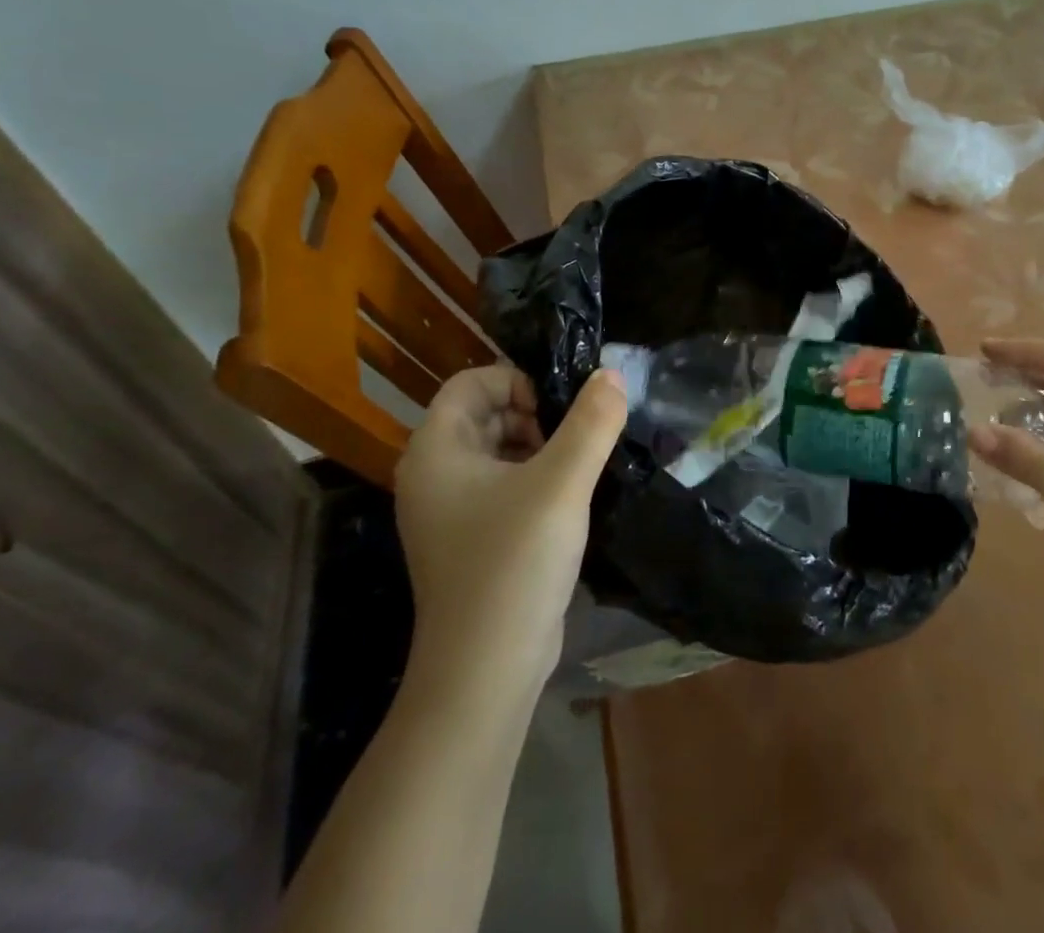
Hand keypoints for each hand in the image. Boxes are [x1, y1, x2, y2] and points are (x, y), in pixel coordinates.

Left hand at [394, 365, 626, 695]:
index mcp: (436, 450)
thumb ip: (592, 422)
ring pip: (496, 450)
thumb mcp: (563, 482)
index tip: (559, 410)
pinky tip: (567, 500)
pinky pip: (501, 485)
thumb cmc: (515, 562)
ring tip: (576, 469)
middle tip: (574, 441)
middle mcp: (432, 474)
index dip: (517, 381)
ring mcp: (447, 511)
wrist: (485, 670)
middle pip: (484, 414)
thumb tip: (611, 374)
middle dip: (534, 415)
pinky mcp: (469, 539)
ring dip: (539, 447)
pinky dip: (533, 478)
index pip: (470, 382)